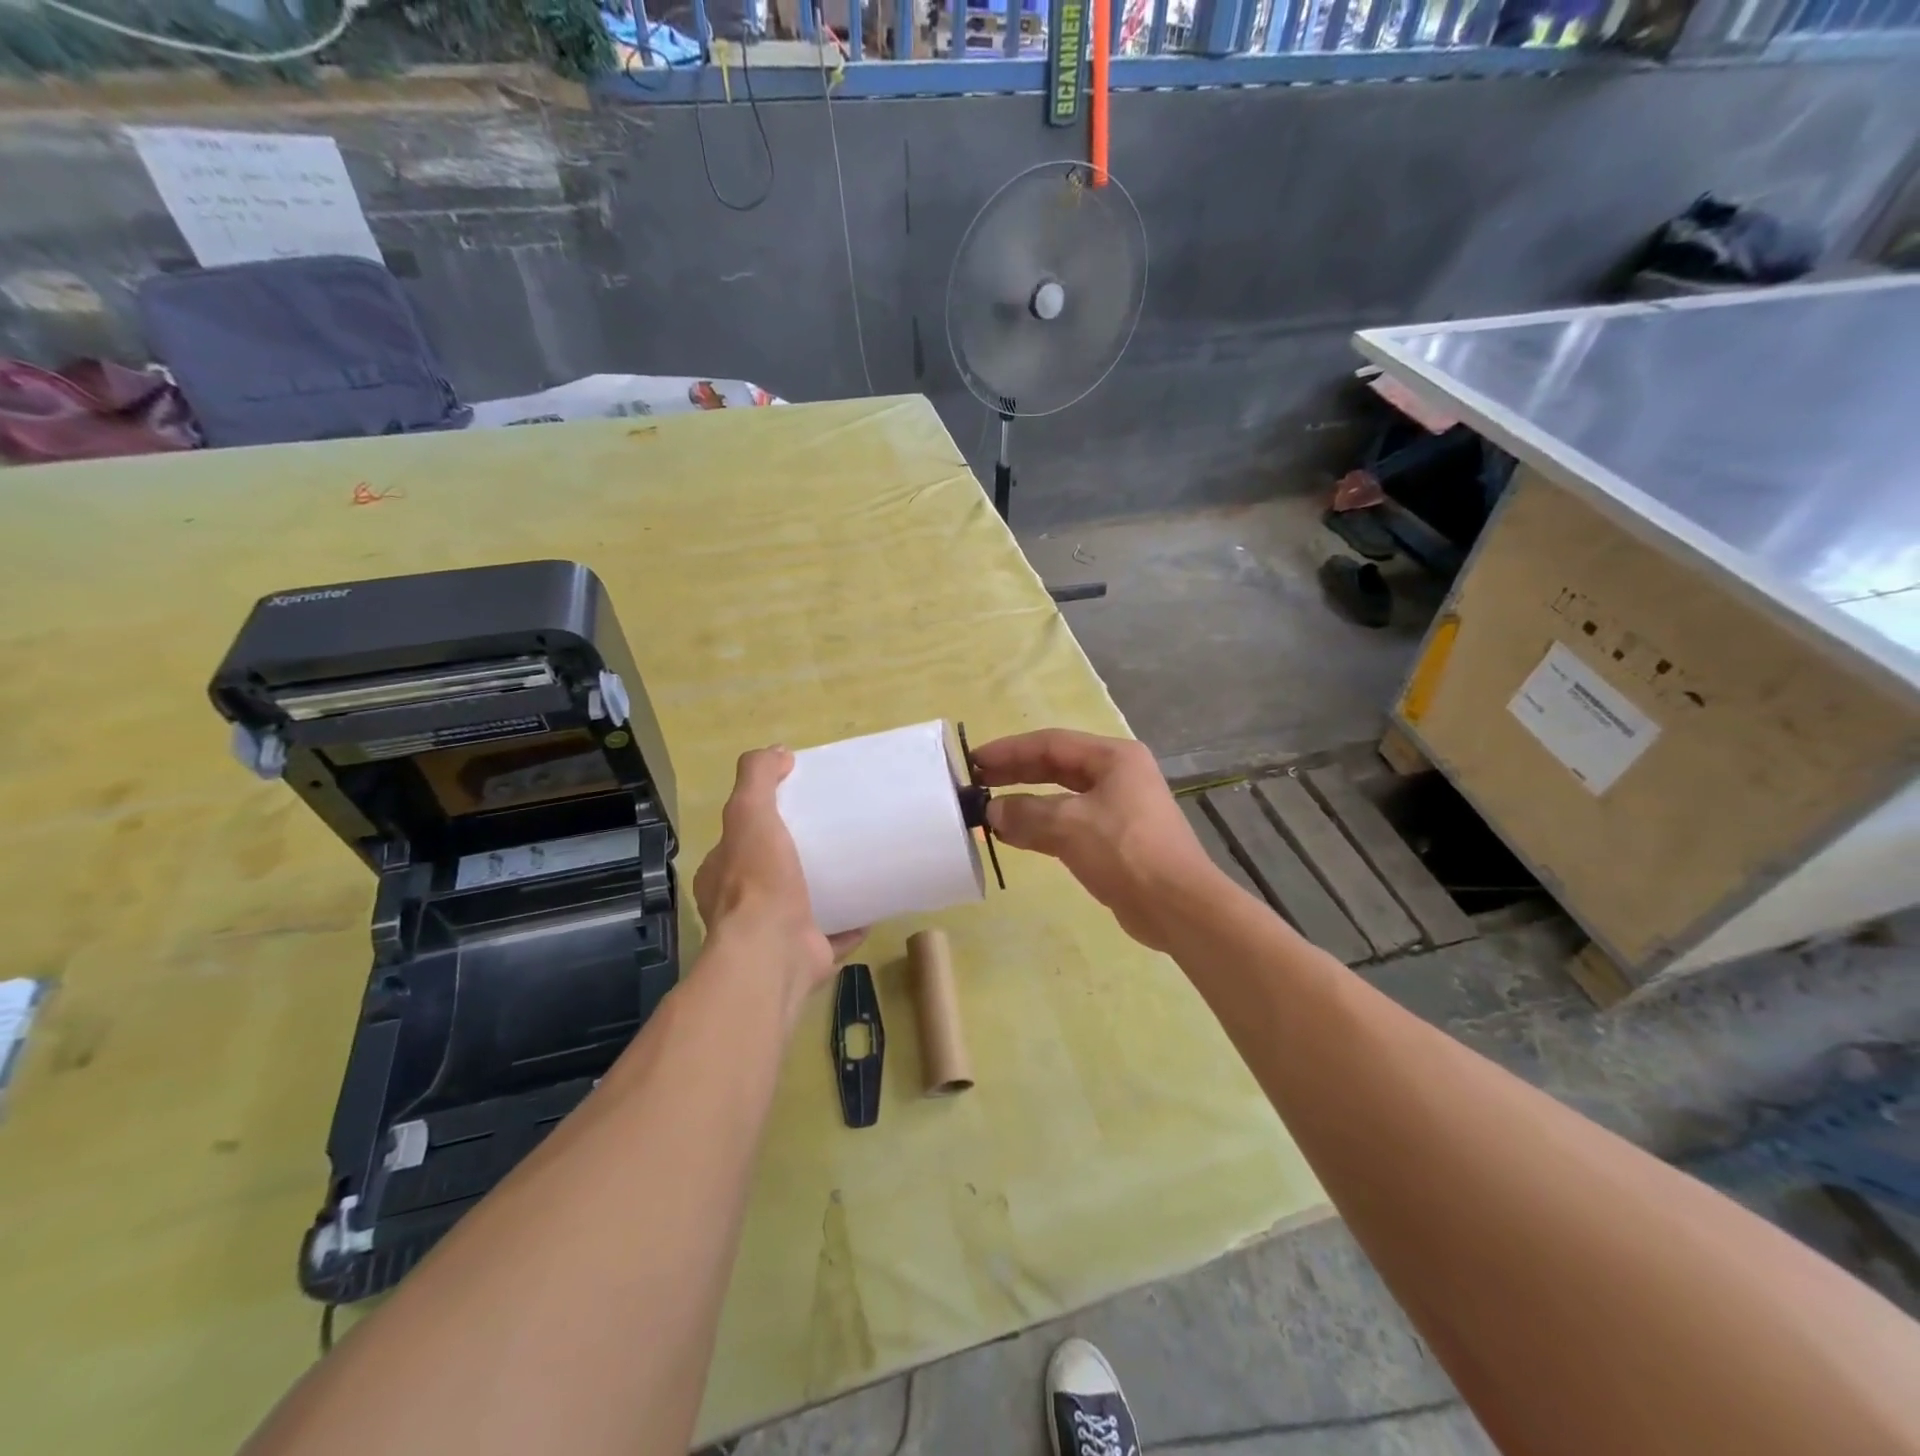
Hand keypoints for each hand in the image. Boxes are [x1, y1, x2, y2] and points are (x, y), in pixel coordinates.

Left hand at [692, 747, 865, 1007]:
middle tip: (833, 834)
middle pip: (770, 874)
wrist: (772, 953)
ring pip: (801, 906)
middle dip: (795, 857)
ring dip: (823, 890)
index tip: (795, 807)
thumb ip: (757, 778)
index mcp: (721, 876)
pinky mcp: (806, 955)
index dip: (760, 823)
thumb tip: (778, 751)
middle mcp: (741, 908)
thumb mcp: (748, 813)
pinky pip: (833, 935)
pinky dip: (851, 923)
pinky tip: (872, 905)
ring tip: (854, 866)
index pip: (737, 842)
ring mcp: (774, 936)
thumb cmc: (757, 881)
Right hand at [971, 729, 1217, 951]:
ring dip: (1026, 802)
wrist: (1177, 906)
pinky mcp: (1114, 840)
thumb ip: (1025, 813)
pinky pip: (1068, 823)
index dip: (1009, 750)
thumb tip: (992, 811)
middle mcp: (1117, 775)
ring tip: (989, 808)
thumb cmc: (1125, 851)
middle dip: (1016, 772)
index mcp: (1113, 758)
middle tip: (977, 782)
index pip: (1051, 743)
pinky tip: (1014, 835)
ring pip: (1061, 796)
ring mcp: (1118, 808)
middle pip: (1057, 766)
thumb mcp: (1069, 826)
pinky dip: (1040, 826)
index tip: (974, 761)